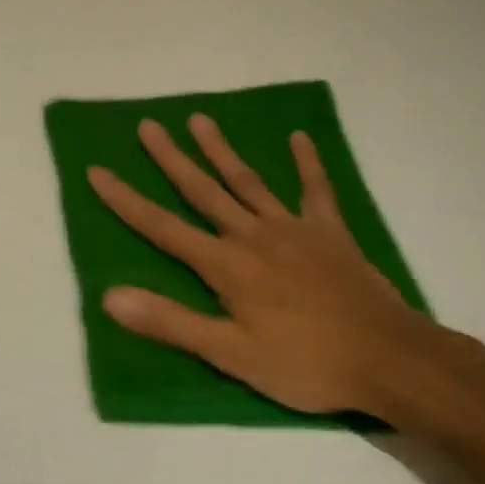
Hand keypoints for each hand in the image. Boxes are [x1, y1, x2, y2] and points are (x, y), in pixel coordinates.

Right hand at [88, 115, 484, 425]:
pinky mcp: (329, 232)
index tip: (97, 170)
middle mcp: (253, 235)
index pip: (162, 228)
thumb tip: (110, 296)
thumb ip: (171, 323)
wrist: (387, 358)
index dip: (126, 200)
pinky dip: (307, 163)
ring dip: (221, 150)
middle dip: (170, 159)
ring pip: (248, 181)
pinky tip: (299, 138)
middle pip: (203, 191)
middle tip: (147, 126)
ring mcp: (294, 228)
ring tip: (199, 119)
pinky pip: (316, 189)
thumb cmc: (305, 364)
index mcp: (226, 266)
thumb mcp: (231, 355)